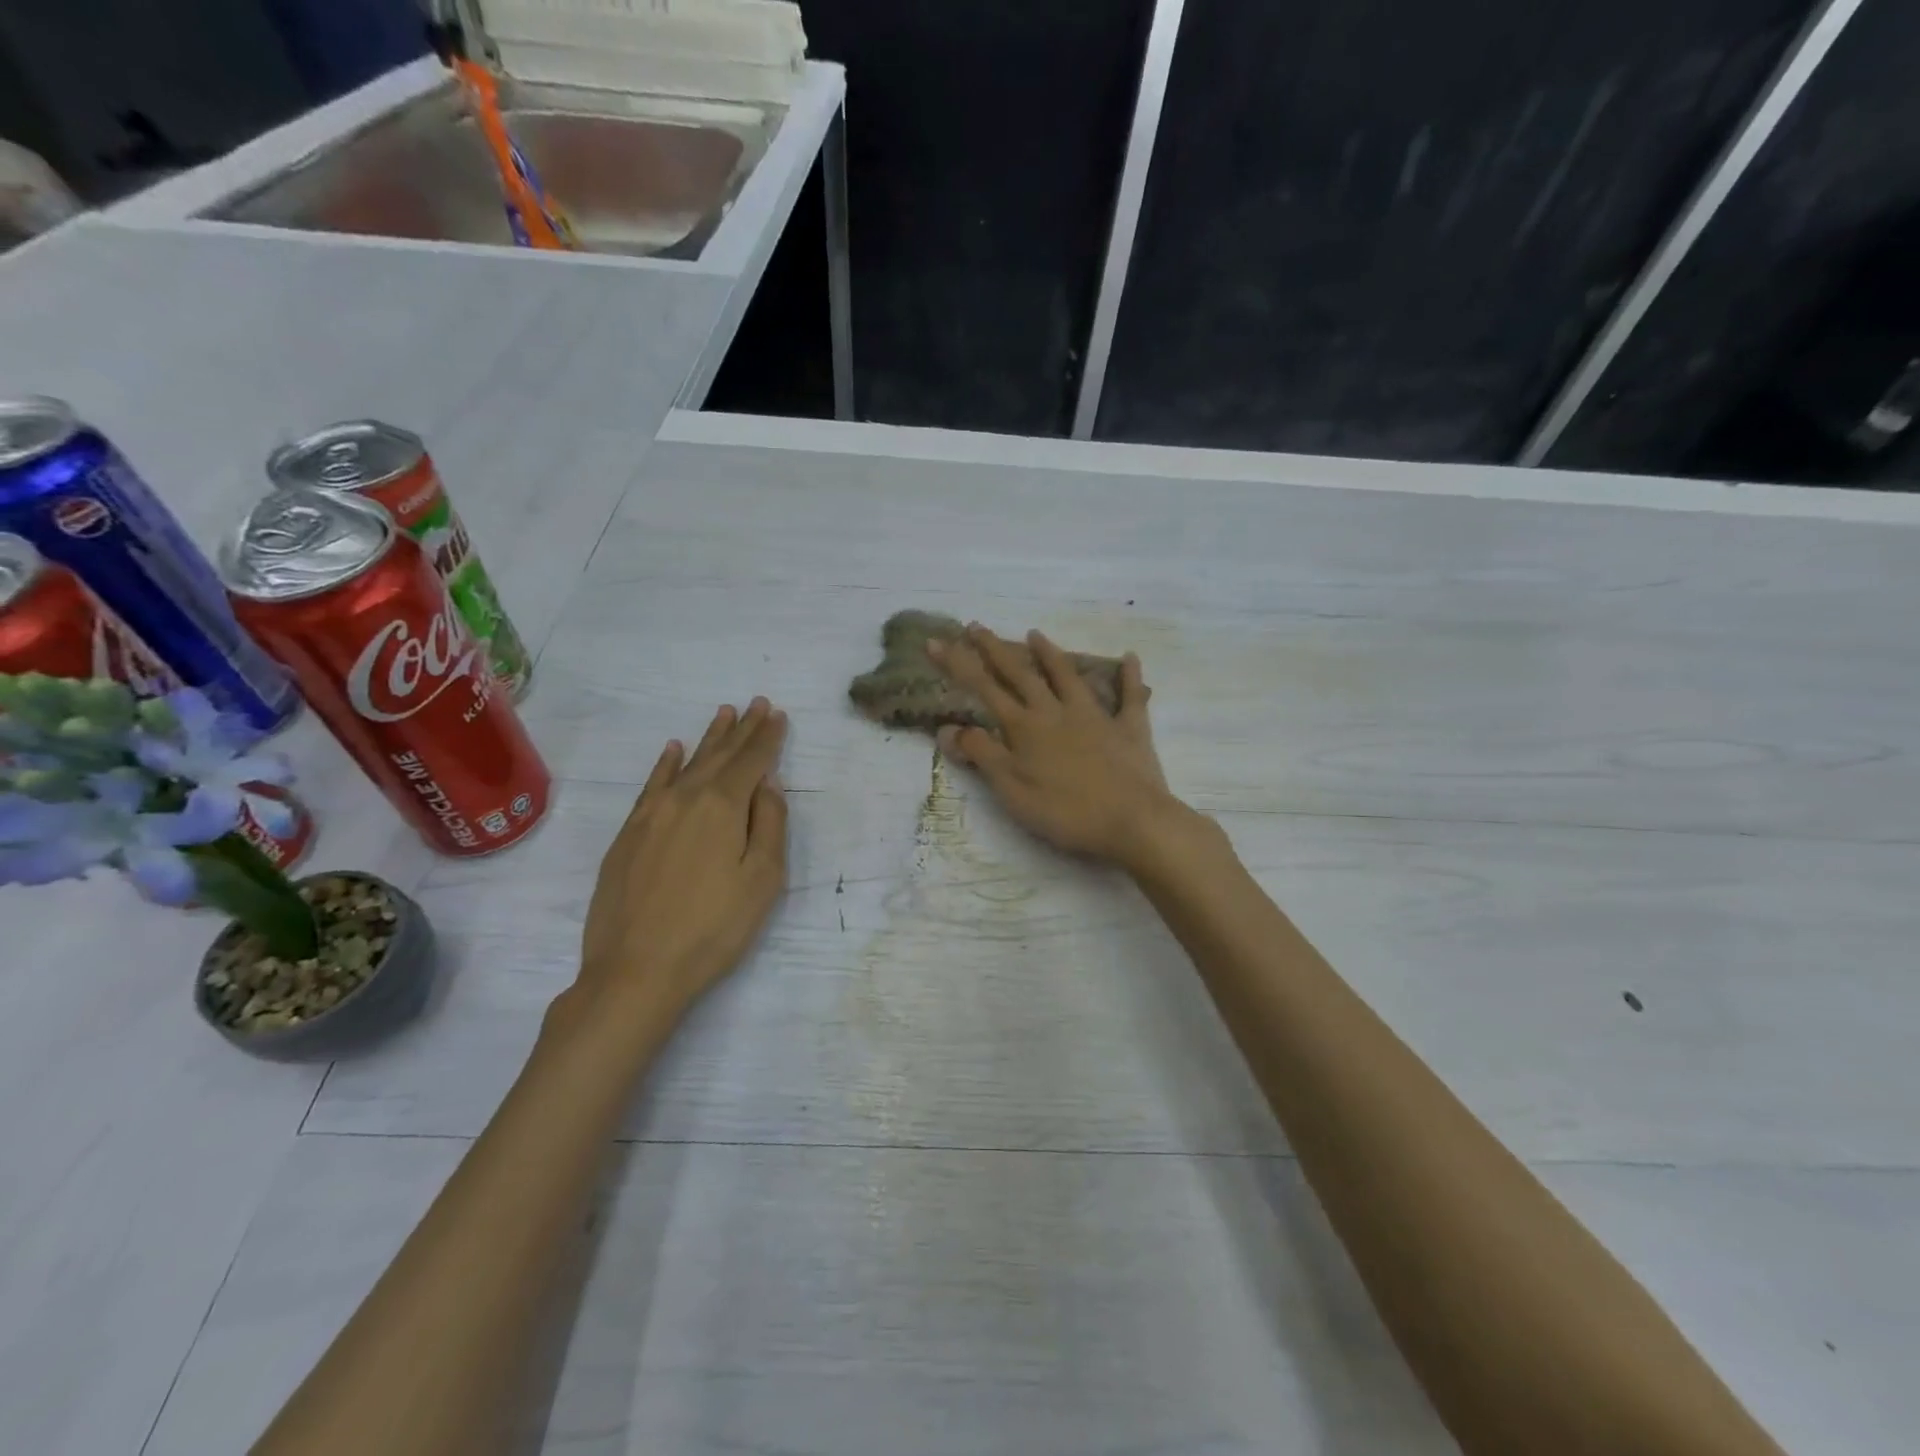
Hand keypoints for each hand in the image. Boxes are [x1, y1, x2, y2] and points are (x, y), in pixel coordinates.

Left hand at [571, 698, 788, 1030]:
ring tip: (724, 714)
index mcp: (723, 807)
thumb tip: (767, 784)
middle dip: (742, 729)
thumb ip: (770, 824)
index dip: (768, 737)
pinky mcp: (628, 835)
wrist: (636, 970)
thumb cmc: (714, 928)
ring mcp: (651, 815)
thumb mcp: (763, 879)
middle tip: (757, 703)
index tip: (778, 714)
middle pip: (720, 756)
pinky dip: (665, 764)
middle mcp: (686, 799)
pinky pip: (651, 786)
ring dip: (708, 739)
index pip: (752, 761)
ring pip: (686, 765)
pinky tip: (672, 750)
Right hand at [929, 625, 1180, 865]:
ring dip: (1050, 654)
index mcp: (1025, 728)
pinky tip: (1130, 657)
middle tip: (976, 625)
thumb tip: (947, 727)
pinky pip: (1130, 696)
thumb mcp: (1011, 790)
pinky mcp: (1129, 729)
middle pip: (1021, 674)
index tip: (936, 641)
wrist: (1131, 821)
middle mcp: (1056, 712)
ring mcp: (1095, 716)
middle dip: (995, 649)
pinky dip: (1130, 676)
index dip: (958, 664)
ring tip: (1035, 633)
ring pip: (1068, 676)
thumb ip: (981, 755)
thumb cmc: (1065, 812)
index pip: (984, 689)